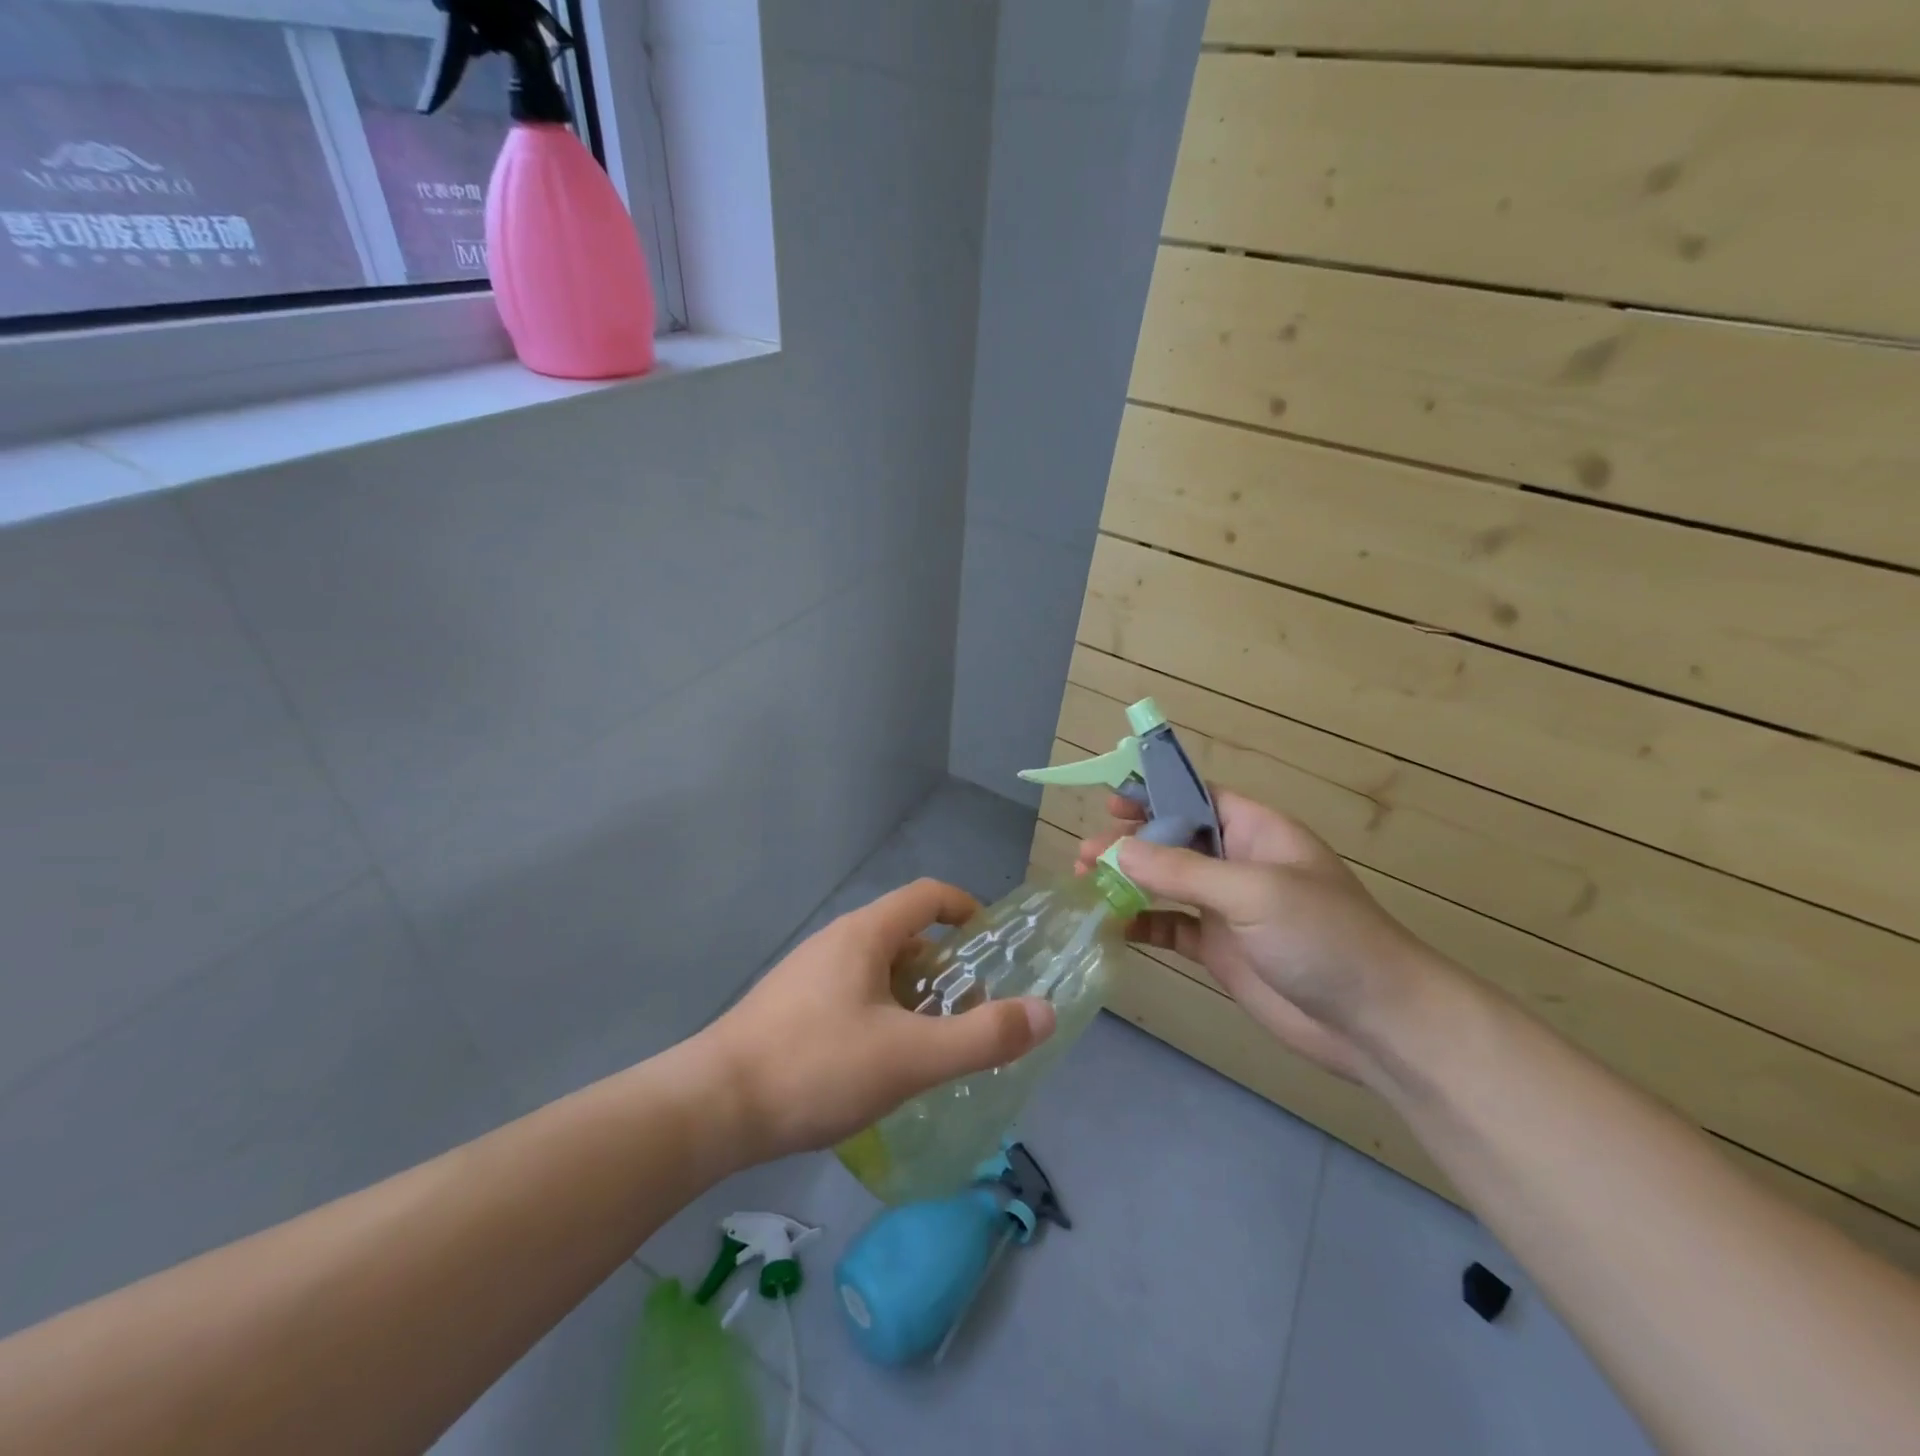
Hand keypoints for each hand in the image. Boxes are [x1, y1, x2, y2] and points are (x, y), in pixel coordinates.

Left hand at [699, 879, 1055, 1162]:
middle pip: (906, 935)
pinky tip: (883, 1065)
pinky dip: (883, 1014)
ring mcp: (808, 974)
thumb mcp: (911, 1056)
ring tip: (934, 1046)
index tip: (994, 943)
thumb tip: (1046, 1012)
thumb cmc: (816, 1067)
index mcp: (865, 934)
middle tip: (972, 1013)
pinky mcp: (790, 1007)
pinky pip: (853, 994)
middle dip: (946, 967)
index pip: (928, 895)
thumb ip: (982, 1036)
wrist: (711, 1108)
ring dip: (914, 996)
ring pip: (878, 969)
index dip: (967, 909)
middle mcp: (836, 941)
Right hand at [1079, 790, 1441, 1082]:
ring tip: (1085, 885)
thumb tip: (1118, 850)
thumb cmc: (1323, 937)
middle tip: (1085, 855)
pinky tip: (1113, 926)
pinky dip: (1142, 924)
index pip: (1197, 798)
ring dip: (1128, 882)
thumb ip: (1182, 871)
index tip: (1110, 801)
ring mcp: (1228, 909)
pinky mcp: (1220, 951)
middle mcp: (1239, 864)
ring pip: (1166, 884)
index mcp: (1256, 832)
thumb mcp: (1253, 892)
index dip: (1154, 793)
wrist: (1376, 1023)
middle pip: (1173, 841)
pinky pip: (1171, 927)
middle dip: (1129, 843)